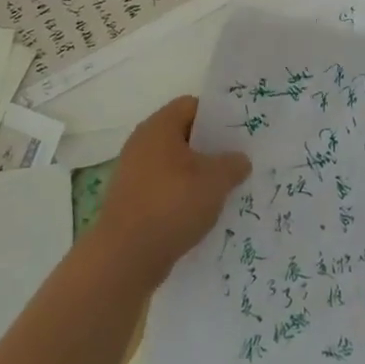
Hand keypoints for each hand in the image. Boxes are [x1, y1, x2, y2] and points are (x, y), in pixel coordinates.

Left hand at [87, 96, 249, 289]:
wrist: (124, 257)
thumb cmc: (171, 205)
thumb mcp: (214, 181)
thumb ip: (232, 164)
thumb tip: (239, 160)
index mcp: (159, 127)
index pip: (192, 105)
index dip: (217, 116)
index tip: (240, 133)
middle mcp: (143, 144)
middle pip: (184, 135)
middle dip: (211, 149)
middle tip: (239, 162)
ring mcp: (134, 173)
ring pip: (175, 165)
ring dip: (198, 176)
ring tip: (226, 191)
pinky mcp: (132, 201)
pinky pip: (165, 189)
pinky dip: (183, 197)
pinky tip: (203, 214)